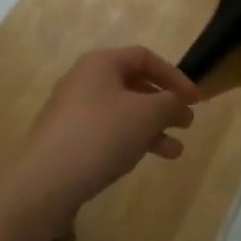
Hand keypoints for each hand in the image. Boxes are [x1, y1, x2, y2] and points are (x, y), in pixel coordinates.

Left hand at [19, 47, 201, 213]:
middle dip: (164, 105)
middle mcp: (84, 79)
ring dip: (151, 128)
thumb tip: (177, 102)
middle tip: (186, 124)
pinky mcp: (65, 138)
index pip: (146, 57)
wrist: (44, 183)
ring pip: (122, 112)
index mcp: (101, 63)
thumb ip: (170, 102)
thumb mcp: (147, 115)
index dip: (175, 76)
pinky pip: (106, 131)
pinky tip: (140, 160)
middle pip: (134, 84)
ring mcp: (71, 110)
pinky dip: (129, 140)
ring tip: (174, 152)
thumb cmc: (101, 136)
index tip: (195, 100)